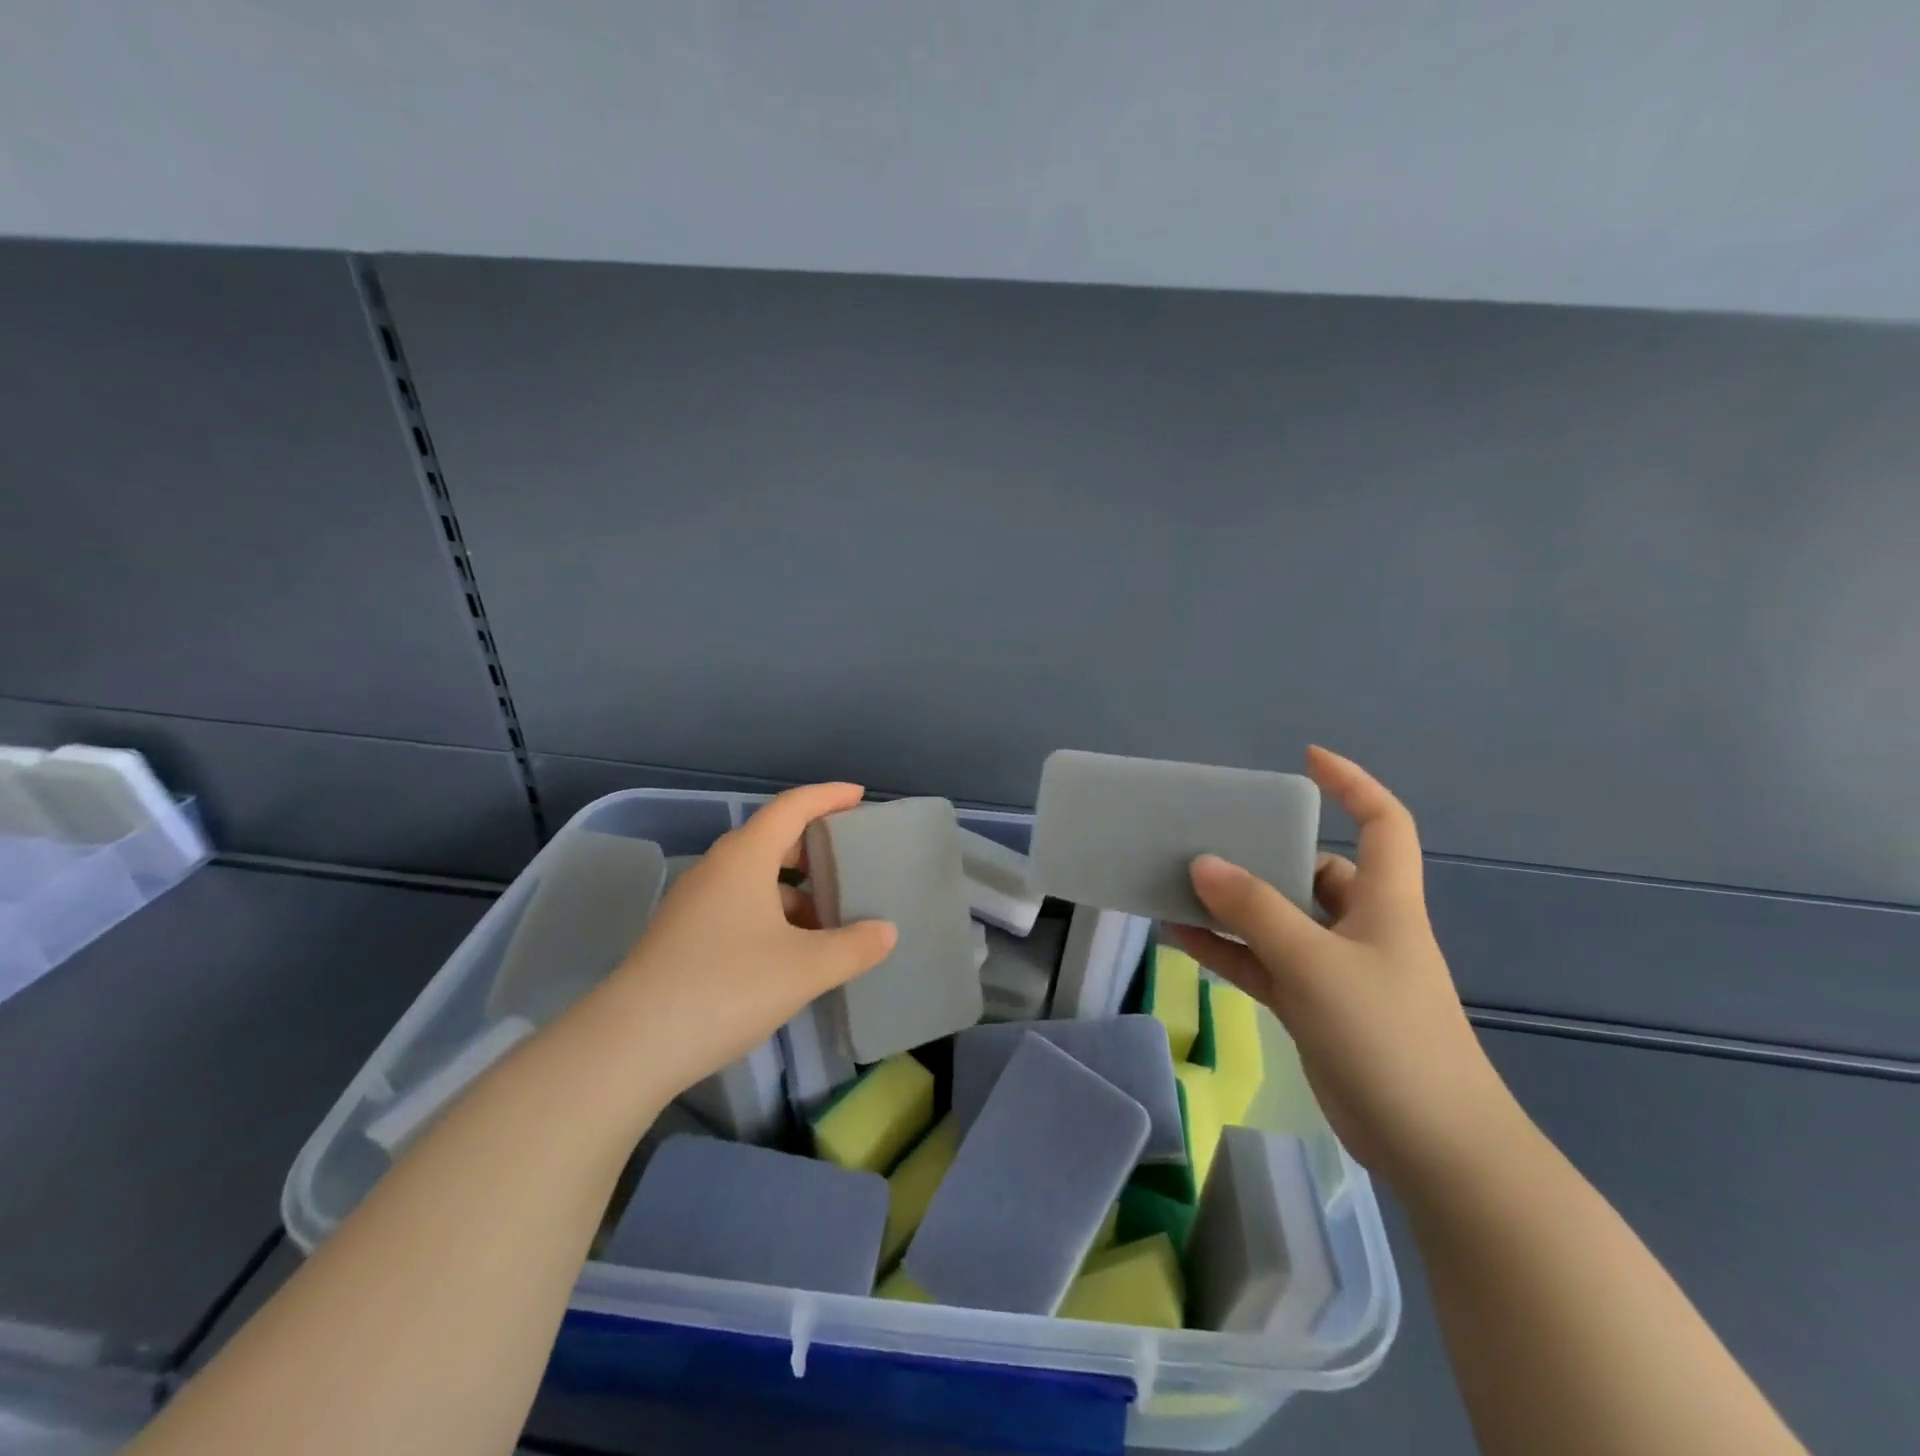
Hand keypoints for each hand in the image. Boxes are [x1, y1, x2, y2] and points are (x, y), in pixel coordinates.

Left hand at [596, 782, 896, 1098]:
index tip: (859, 795)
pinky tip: (789, 953)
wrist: (631, 1044)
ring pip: (753, 879)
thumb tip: (886, 931)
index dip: (828, 796)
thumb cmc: (727, 986)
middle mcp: (717, 870)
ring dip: (793, 891)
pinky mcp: (681, 937)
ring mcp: (693, 904)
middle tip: (849, 862)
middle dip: (813, 847)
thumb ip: (853, 947)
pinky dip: (770, 916)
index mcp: (745, 858)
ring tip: (828, 920)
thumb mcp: (804, 968)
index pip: (792, 807)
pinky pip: (737, 907)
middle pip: (771, 840)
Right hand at [1163, 746, 1516, 1185]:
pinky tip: (1178, 936)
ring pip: (1277, 920)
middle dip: (1264, 852)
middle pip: (1314, 871)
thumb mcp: (1316, 963)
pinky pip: (1260, 964)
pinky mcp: (1313, 1008)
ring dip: (1232, 905)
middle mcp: (1361, 927)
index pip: (1383, 823)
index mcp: (1385, 903)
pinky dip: (1225, 949)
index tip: (1306, 761)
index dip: (1353, 784)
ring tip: (1177, 882)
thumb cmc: (1389, 1036)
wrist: (1434, 1148)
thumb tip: (1203, 863)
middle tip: (1208, 835)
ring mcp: (1334, 970)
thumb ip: (1256, 911)